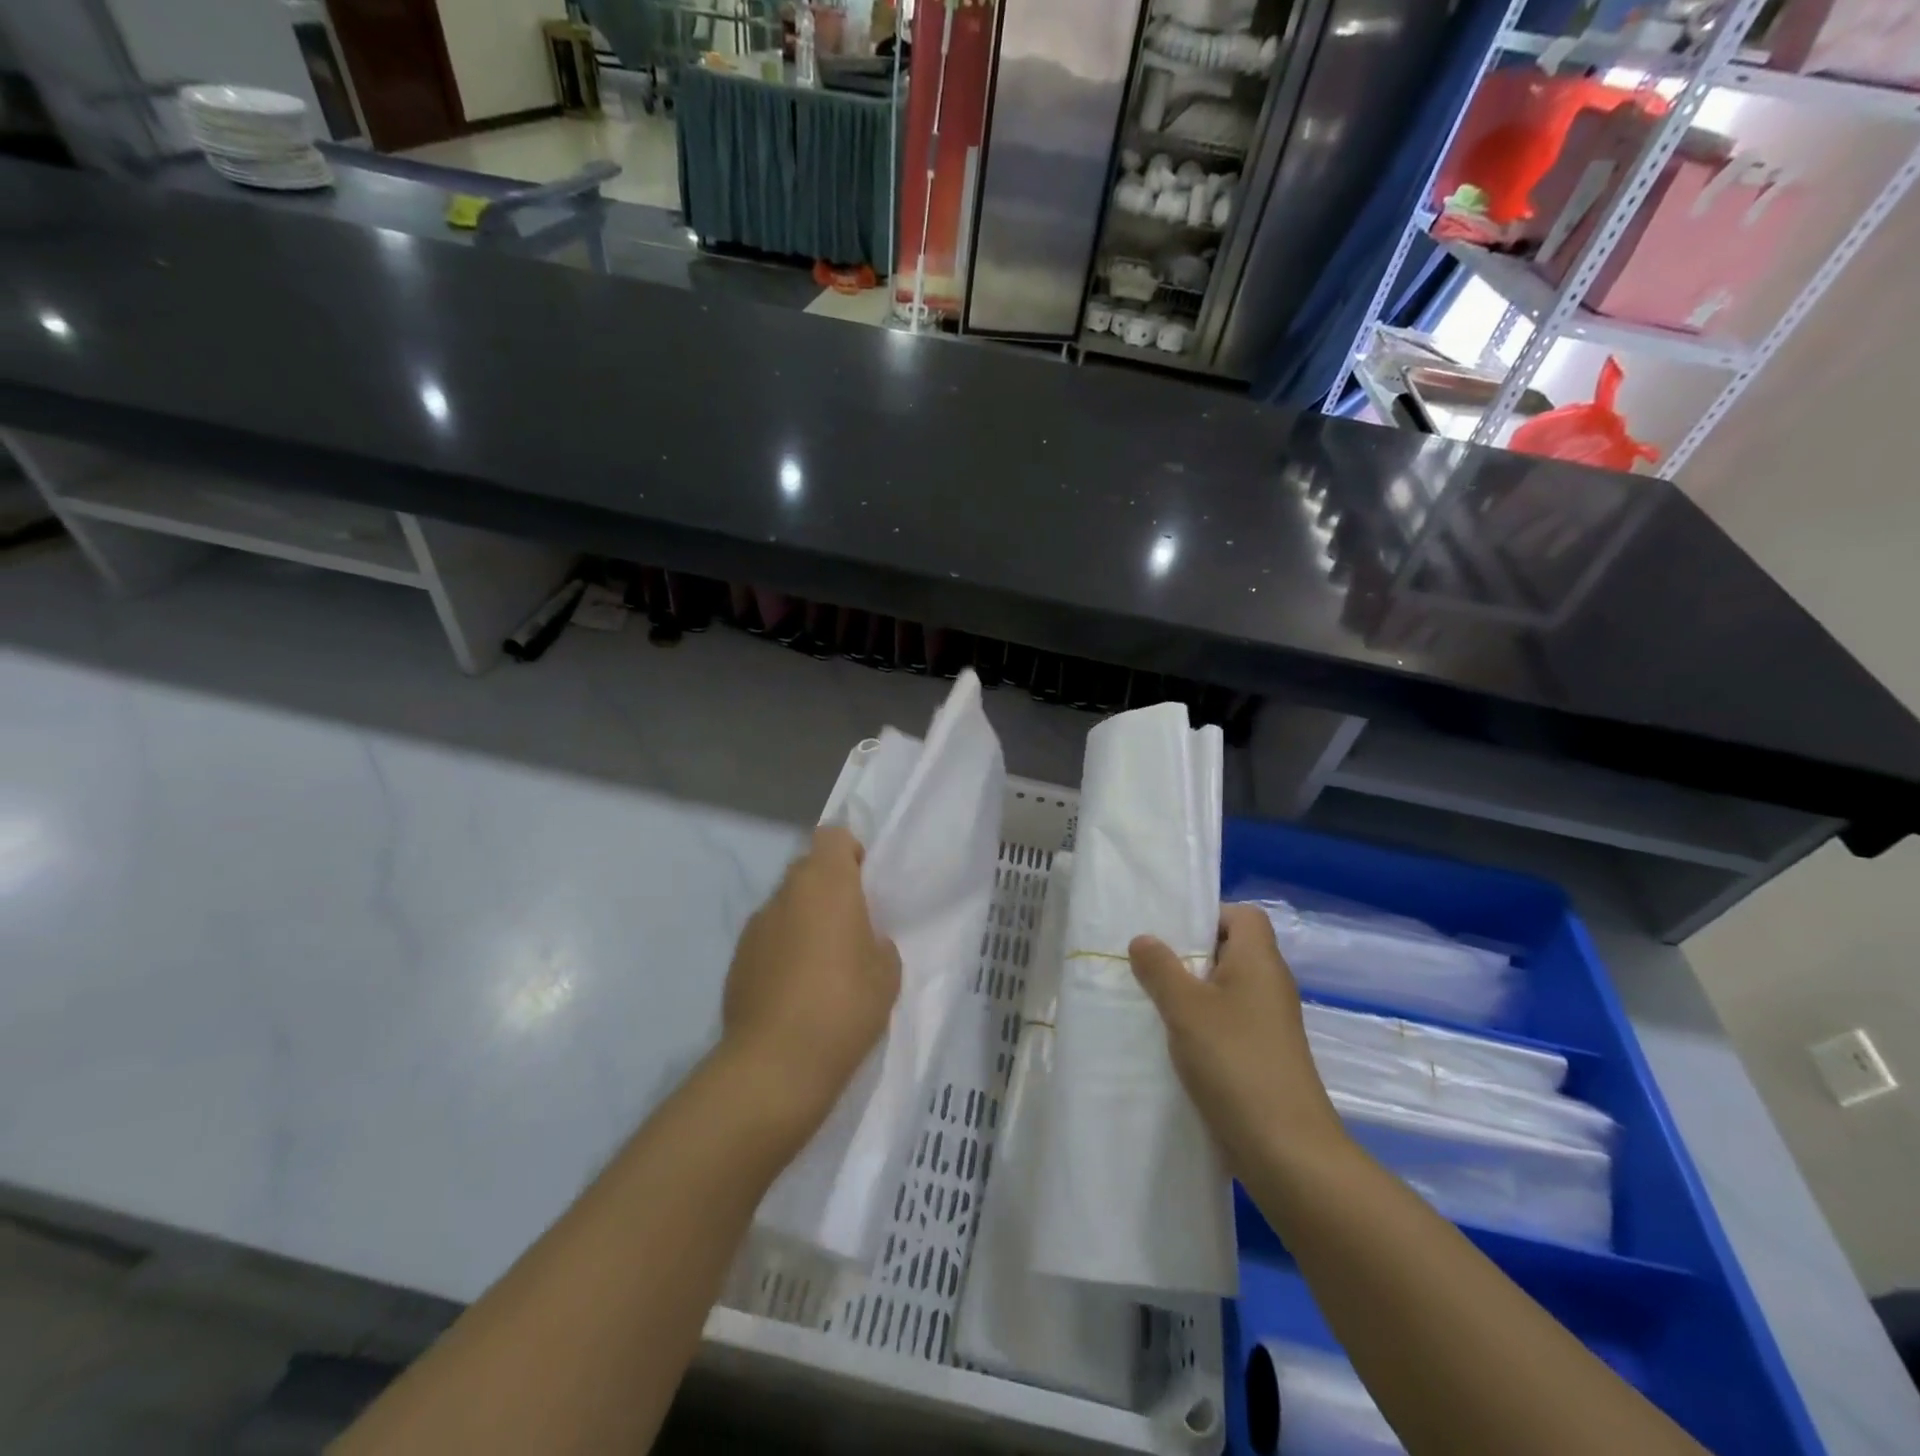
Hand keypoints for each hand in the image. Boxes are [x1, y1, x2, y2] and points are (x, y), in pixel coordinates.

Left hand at [721, 826, 900, 1137]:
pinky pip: (768, 938)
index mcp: (827, 884)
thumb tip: (862, 940)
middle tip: (849, 926)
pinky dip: (782, 950)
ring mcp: (756, 925)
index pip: (832, 836)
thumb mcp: (886, 973)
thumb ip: (877, 942)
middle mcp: (786, 893)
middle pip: (807, 869)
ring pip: (786, 905)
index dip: (849, 852)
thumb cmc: (844, 1006)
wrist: (776, 1064)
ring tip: (821, 964)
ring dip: (803, 920)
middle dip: (827, 888)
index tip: (863, 884)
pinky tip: (794, 989)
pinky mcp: (737, 958)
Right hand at [1130, 903, 1346, 1175]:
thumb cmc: (1235, 1062)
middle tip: (1148, 963)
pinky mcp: (1264, 1056)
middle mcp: (1270, 985)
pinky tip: (1171, 1040)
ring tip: (1151, 1000)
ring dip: (1191, 992)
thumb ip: (1160, 968)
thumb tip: (1143, 939)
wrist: (1286, 1150)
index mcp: (1260, 961)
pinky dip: (1202, 1024)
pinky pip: (1229, 1022)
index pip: (1243, 915)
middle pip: (1231, 950)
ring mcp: (1270, 1024)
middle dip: (1189, 954)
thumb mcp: (1186, 1008)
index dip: (1209, 915)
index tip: (1170, 932)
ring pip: (1226, 989)